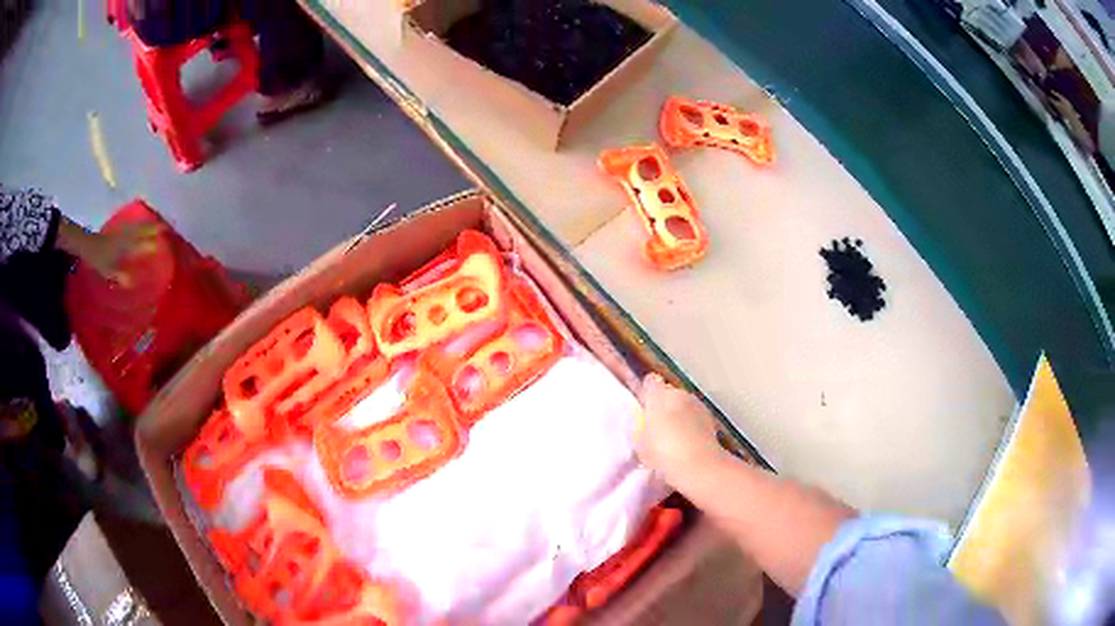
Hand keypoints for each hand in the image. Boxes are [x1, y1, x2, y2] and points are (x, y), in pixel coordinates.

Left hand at [73, 222, 159, 285]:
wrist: (88, 244)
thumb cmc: (98, 259)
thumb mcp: (108, 271)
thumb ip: (120, 276)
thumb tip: (132, 282)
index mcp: (126, 245)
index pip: (143, 242)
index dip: (154, 242)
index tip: (165, 242)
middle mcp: (127, 236)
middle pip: (144, 230)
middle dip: (155, 229)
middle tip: (168, 229)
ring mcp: (124, 231)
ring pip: (140, 225)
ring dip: (150, 225)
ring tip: (159, 225)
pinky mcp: (121, 230)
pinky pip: (135, 226)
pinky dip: (142, 224)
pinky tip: (144, 226)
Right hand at [635, 373, 726, 486]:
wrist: (699, 465)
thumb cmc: (662, 452)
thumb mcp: (639, 443)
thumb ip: (639, 428)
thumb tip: (642, 424)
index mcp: (658, 395)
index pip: (650, 381)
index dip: (647, 392)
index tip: (644, 407)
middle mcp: (679, 393)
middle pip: (668, 393)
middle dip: (663, 405)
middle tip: (657, 426)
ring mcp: (698, 404)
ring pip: (683, 404)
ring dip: (679, 414)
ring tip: (674, 436)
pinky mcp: (710, 418)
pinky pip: (695, 416)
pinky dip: (692, 424)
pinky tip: (688, 442)